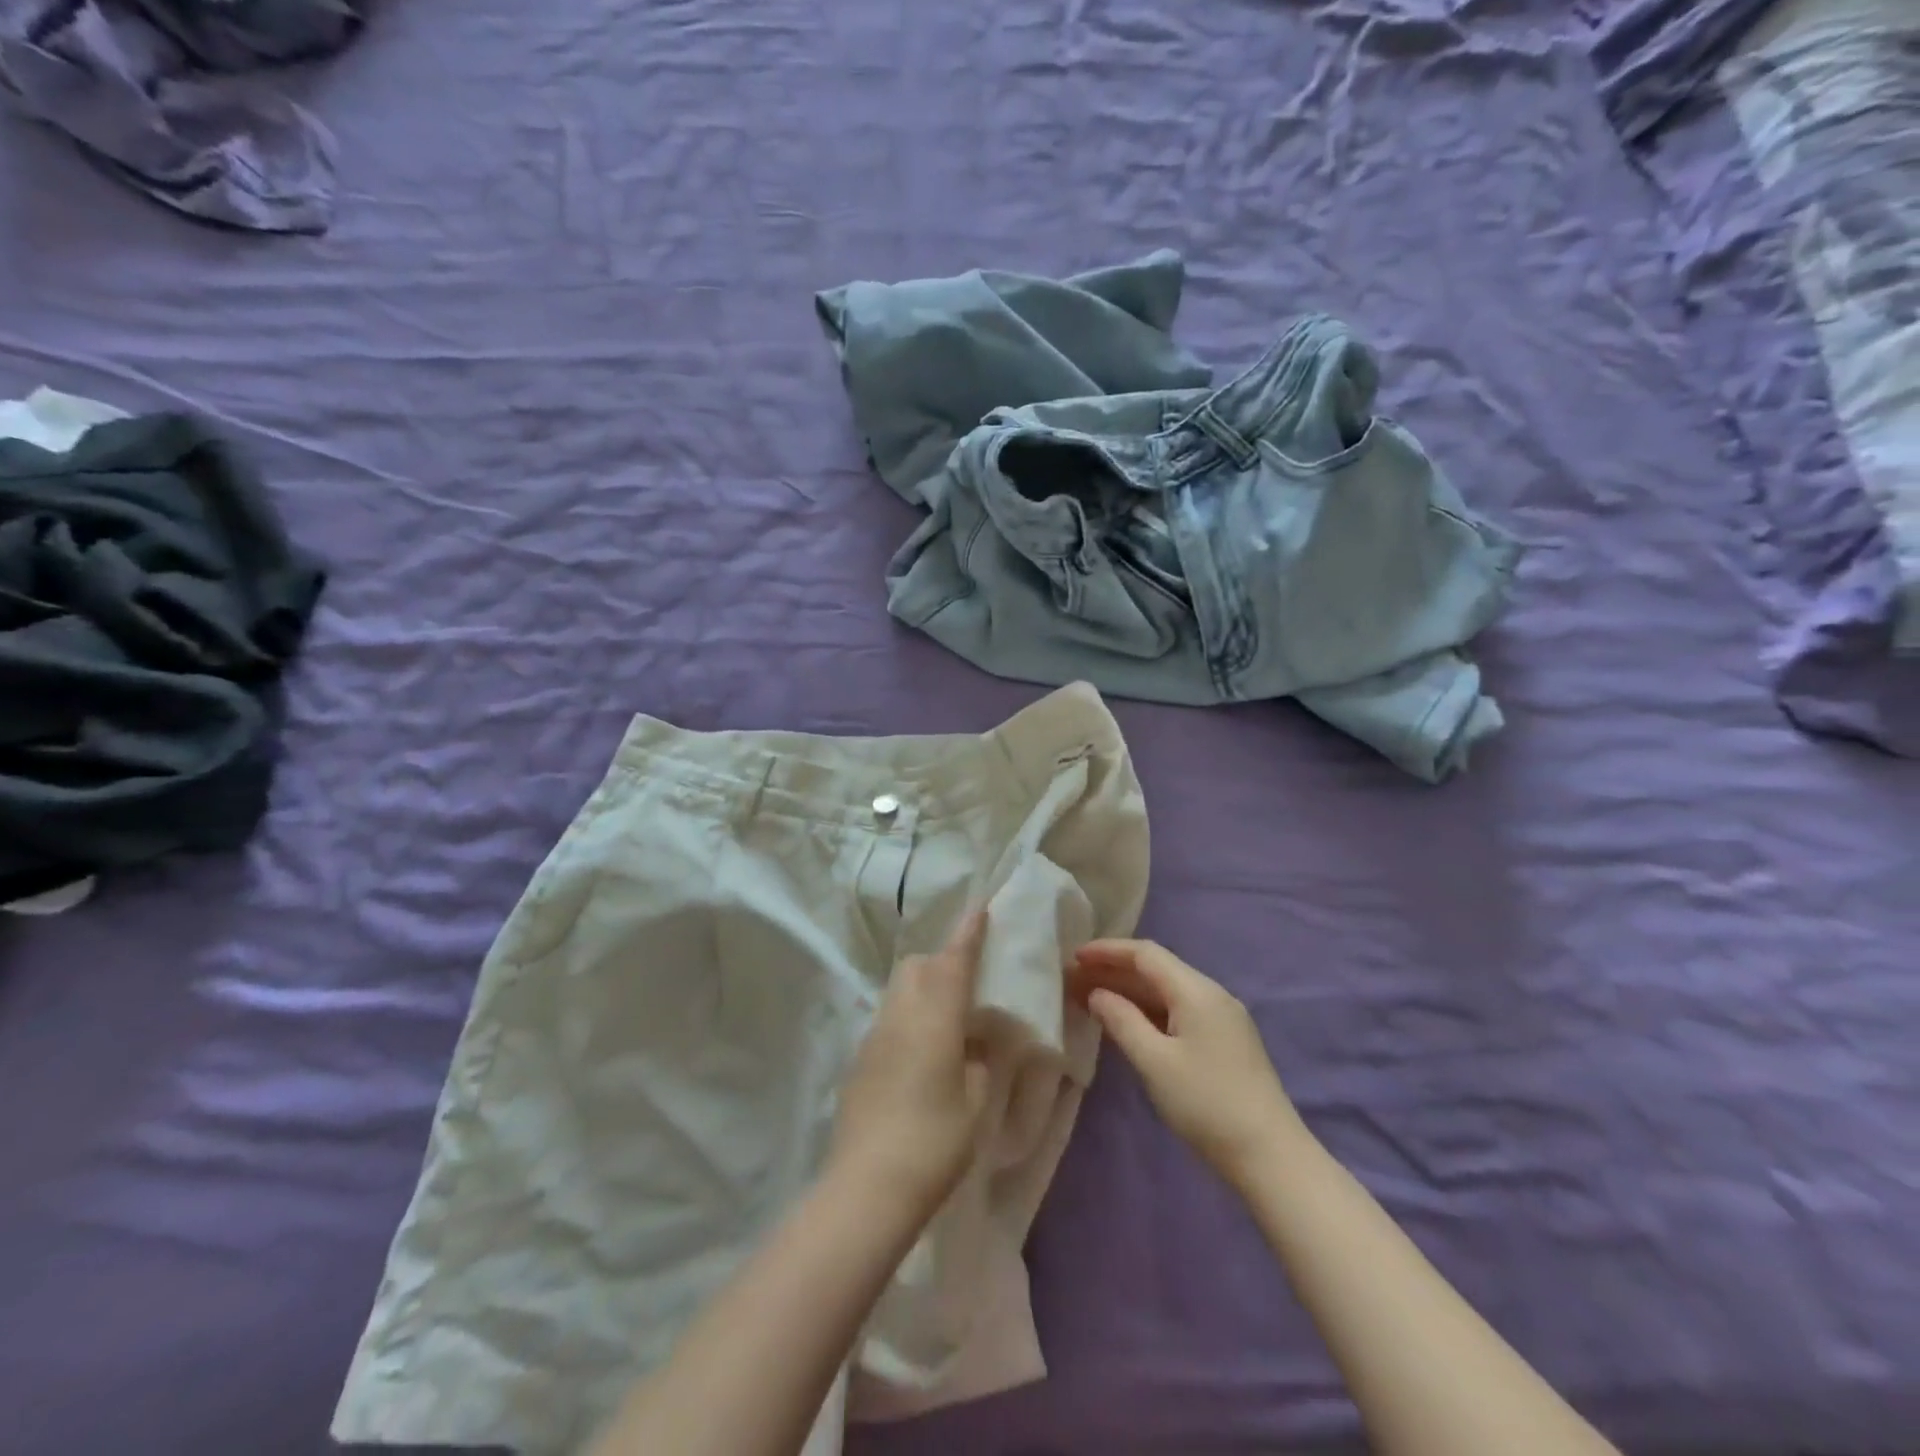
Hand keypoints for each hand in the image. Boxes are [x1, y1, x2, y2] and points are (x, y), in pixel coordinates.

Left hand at [829, 909, 990, 1218]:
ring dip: (922, 989)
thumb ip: (979, 1062)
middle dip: (941, 961)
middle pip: (916, 967)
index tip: (979, 908)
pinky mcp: (860, 1060)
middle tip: (967, 982)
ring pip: (899, 991)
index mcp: (934, 1019)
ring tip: (947, 1019)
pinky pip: (889, 1021)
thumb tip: (975, 1042)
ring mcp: (874, 1037)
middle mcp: (900, 1016)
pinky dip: (908, 1018)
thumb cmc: (934, 1142)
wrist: (867, 1186)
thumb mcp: (976, 1103)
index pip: (953, 962)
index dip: (967, 934)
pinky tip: (922, 1054)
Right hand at [1071, 939, 1304, 1181]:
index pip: (1146, 954)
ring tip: (1091, 999)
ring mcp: (1222, 1018)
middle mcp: (1212, 995)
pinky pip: (1178, 1011)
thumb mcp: (1155, 1062)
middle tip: (1075, 980)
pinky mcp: (1224, 1042)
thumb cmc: (1206, 1104)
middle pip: (1157, 970)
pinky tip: (1127, 1023)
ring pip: (1167, 992)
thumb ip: (1122, 1020)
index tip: (1074, 956)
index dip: (1108, 950)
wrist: (1271, 1156)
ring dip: (1129, 992)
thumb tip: (1098, 993)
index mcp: (1197, 991)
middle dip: (1114, 971)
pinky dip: (1148, 1011)